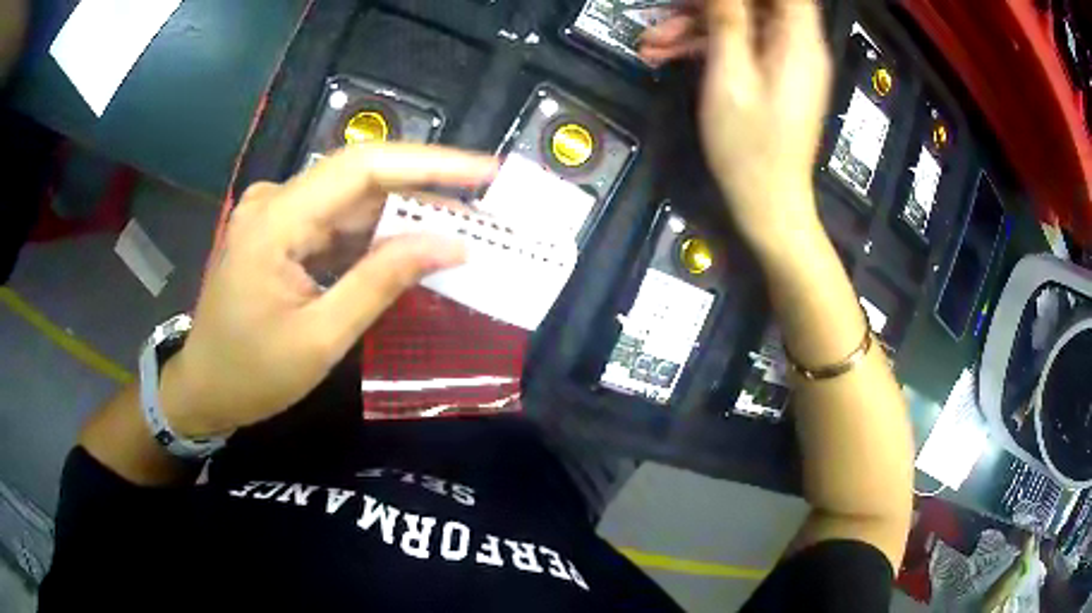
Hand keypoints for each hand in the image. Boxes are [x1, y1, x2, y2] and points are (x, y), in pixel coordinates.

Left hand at [160, 144, 497, 437]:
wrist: (203, 388)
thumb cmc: (251, 375)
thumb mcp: (320, 339)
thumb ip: (381, 283)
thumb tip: (449, 245)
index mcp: (275, 222)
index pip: (362, 168)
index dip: (428, 163)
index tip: (483, 171)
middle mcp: (274, 201)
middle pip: (360, 179)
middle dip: (423, 191)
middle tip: (482, 208)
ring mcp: (274, 213)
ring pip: (351, 200)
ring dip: (401, 216)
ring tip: (457, 232)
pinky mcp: (279, 230)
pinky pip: (335, 222)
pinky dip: (373, 236)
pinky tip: (407, 251)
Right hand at [641, 0, 832, 252]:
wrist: (767, 204)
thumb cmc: (750, 147)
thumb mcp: (731, 77)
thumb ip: (727, 21)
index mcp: (798, 41)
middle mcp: (797, 45)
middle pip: (756, 4)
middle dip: (706, 5)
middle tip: (664, 10)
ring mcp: (784, 61)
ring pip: (741, 23)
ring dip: (695, 27)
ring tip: (650, 43)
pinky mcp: (772, 77)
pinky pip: (740, 47)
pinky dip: (704, 47)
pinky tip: (664, 55)